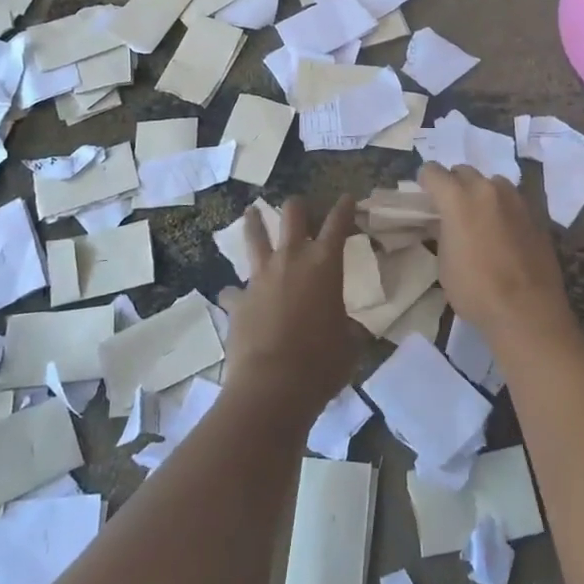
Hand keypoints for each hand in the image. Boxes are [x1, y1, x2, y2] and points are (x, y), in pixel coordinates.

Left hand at [222, 196, 361, 423]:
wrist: (272, 385)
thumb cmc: (321, 362)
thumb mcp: (349, 344)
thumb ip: (348, 328)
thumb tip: (348, 329)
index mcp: (324, 264)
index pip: (338, 223)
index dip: (345, 207)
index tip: (348, 198)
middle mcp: (291, 260)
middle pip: (292, 214)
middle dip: (299, 205)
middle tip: (300, 205)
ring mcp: (260, 277)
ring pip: (254, 236)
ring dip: (255, 222)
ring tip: (251, 212)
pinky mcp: (237, 301)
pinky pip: (233, 290)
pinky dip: (235, 293)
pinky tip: (234, 298)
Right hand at [418, 163, 580, 357]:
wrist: (528, 311)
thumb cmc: (476, 290)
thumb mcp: (445, 263)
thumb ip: (443, 232)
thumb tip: (445, 223)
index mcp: (458, 198)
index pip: (433, 171)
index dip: (425, 182)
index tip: (425, 198)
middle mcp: (487, 189)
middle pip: (463, 172)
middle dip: (454, 185)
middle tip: (452, 210)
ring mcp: (516, 199)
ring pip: (492, 183)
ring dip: (482, 194)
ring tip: (481, 220)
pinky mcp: (537, 213)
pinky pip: (513, 201)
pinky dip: (504, 209)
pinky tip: (505, 234)